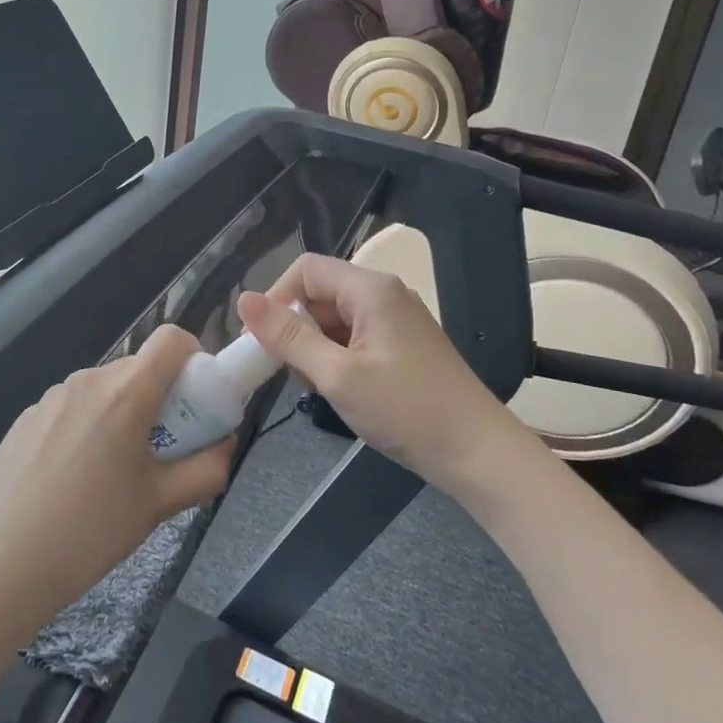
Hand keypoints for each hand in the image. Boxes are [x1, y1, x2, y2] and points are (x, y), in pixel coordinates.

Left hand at [0, 325, 234, 628]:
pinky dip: (86, 427)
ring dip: (121, 414)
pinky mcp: (25, 418)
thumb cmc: (90, 531)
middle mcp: (88, 380)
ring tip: (113, 473)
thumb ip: (206, 470)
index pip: (171, 339)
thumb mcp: (160, 505)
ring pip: (104, 389)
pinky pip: (71, 408)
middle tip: (161, 450)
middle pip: (138, 368)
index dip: (194, 357)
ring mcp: (51, 397)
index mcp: (126, 392)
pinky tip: (71, 480)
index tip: (196, 400)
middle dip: (160, 398)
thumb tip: (225, 445)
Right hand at [237, 254, 534, 491]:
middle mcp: (384, 294)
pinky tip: (342, 390)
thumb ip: (288, 337)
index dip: (277, 297)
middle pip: (321, 292)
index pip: (306, 269)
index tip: (263, 341)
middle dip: (297, 327)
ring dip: (316, 346)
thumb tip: (243, 300)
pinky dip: (338, 357)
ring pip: (335, 317)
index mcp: (370, 289)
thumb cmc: (406, 410)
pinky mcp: (403, 344)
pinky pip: (355, 336)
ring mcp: (396, 319)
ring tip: (319, 387)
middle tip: (290, 372)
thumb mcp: (337, 375)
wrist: (478, 453)